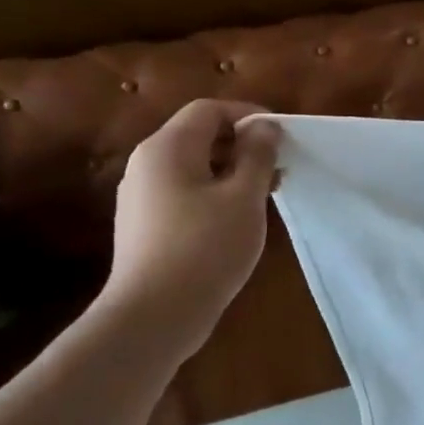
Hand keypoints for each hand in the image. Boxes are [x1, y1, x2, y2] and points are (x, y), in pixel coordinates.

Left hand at [100, 100, 280, 361]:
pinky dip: (215, 193)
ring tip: (266, 195)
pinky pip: (184, 191)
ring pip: (194, 166)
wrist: (154, 314)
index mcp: (167, 148)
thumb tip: (264, 127)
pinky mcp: (145, 223)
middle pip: (199, 135)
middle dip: (243, 145)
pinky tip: (237, 219)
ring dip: (232, 171)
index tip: (282, 138)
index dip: (248, 116)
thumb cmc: (206, 248)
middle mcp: (147, 163)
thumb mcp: (244, 197)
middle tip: (279, 168)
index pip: (209, 110)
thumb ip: (257, 156)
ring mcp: (141, 195)